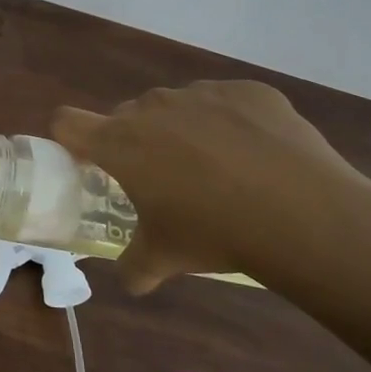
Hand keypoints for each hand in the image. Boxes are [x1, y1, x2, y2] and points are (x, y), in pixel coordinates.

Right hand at [52, 81, 370, 293]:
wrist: (303, 214)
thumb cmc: (214, 233)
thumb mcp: (164, 258)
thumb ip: (134, 267)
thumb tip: (130, 280)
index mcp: (119, 142)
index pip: (66, 123)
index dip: (71, 140)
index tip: (89, 163)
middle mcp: (153, 107)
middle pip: (125, 115)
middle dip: (135, 141)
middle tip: (162, 179)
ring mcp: (202, 93)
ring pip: (175, 106)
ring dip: (181, 130)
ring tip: (217, 168)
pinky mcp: (248, 91)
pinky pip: (225, 102)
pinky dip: (230, 122)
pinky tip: (256, 156)